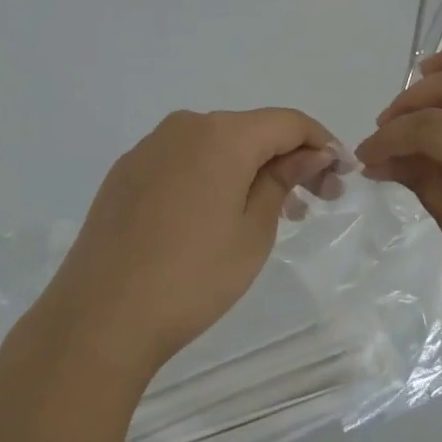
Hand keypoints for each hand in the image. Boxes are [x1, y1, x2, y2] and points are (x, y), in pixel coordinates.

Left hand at [8, 108, 334, 389]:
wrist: (98, 318)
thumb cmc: (192, 277)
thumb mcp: (254, 232)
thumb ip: (283, 181)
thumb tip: (308, 154)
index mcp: (222, 134)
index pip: (288, 122)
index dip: (322, 143)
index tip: (342, 175)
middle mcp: (184, 126)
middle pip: (252, 130)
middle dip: (288, 159)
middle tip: (314, 201)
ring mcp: (150, 148)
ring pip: (217, 145)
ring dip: (251, 169)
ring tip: (272, 212)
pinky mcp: (126, 173)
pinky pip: (184, 161)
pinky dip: (214, 176)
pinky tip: (218, 214)